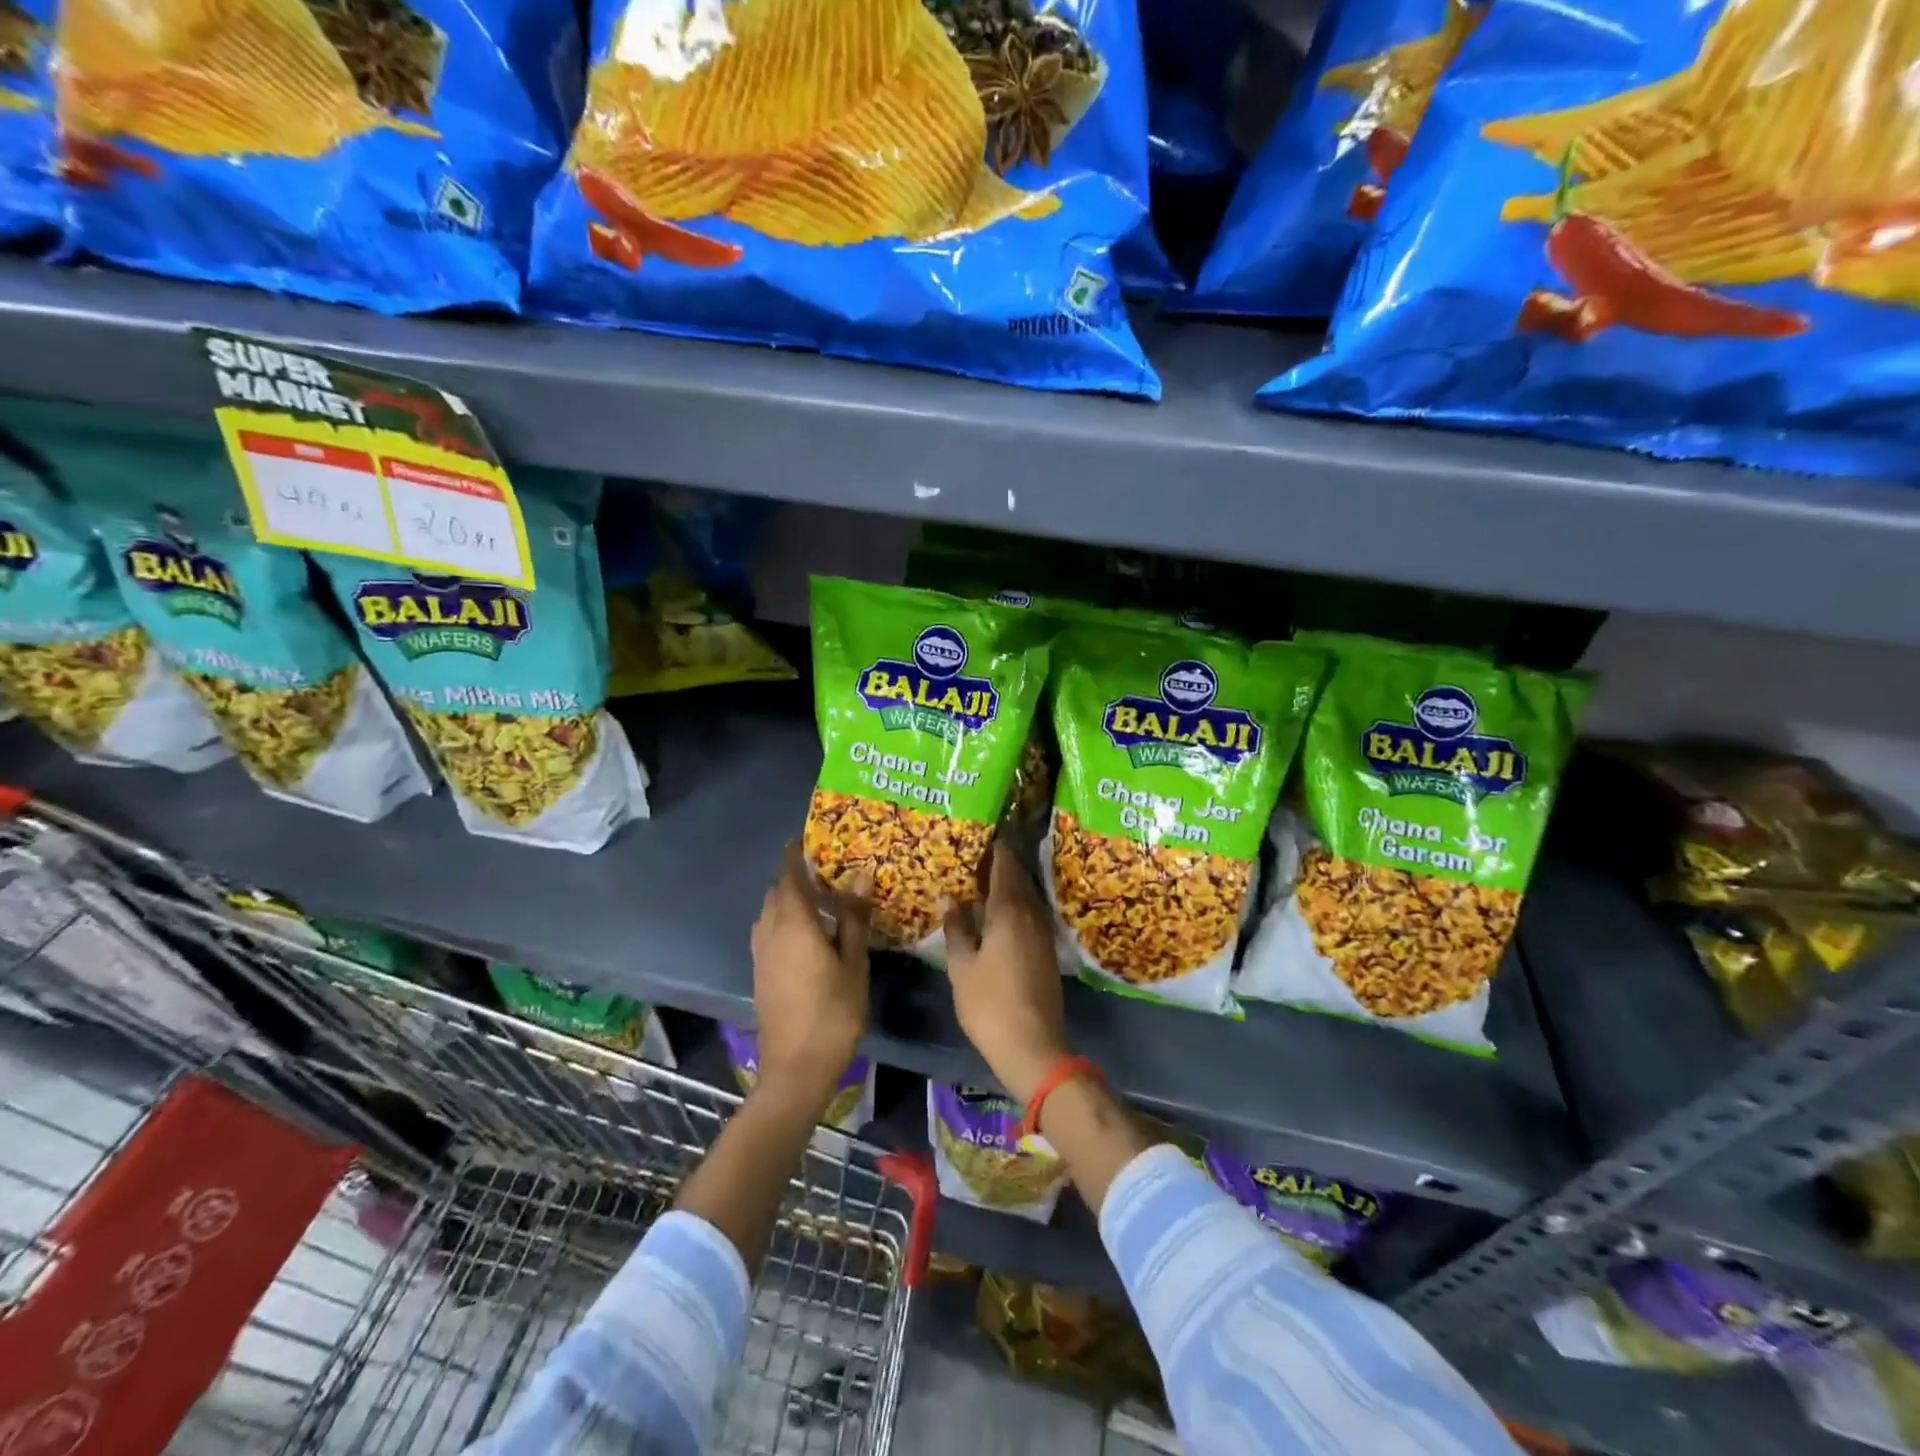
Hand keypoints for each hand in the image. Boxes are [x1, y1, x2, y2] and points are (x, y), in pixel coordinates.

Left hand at [750, 845, 870, 1107]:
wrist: (796, 1069)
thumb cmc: (833, 1012)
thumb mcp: (853, 962)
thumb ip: (853, 917)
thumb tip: (858, 875)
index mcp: (794, 923)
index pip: (789, 876)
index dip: (795, 855)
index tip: (807, 839)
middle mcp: (770, 931)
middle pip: (775, 892)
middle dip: (794, 876)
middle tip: (823, 869)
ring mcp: (761, 954)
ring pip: (768, 912)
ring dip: (787, 898)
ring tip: (817, 898)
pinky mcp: (760, 972)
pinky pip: (767, 931)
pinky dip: (782, 919)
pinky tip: (805, 933)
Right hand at [943, 842, 1070, 1102]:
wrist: (1033, 1045)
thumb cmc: (989, 1003)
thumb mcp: (962, 965)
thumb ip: (956, 928)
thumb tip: (950, 898)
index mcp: (1010, 909)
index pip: (1005, 864)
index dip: (994, 847)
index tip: (978, 836)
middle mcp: (1031, 913)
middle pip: (1018, 877)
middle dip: (999, 864)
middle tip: (973, 857)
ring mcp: (1043, 932)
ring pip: (1025, 896)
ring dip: (1007, 885)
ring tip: (981, 882)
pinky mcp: (1046, 950)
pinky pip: (1029, 914)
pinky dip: (1014, 905)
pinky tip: (997, 914)